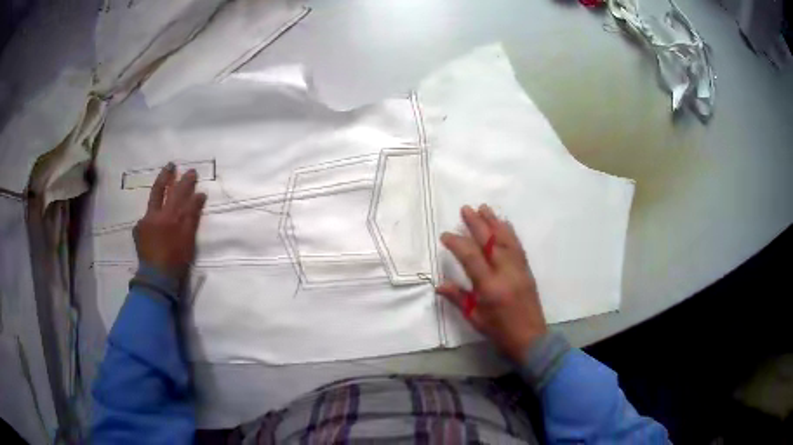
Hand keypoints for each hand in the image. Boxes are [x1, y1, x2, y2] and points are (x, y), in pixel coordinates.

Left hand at [133, 163, 206, 279]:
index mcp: (168, 215)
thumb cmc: (176, 260)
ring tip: (162, 186)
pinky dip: (152, 216)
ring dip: (158, 193)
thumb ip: (192, 215)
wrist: (156, 278)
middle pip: (159, 190)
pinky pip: (146, 218)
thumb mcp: (188, 238)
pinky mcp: (138, 231)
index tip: (193, 172)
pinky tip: (154, 222)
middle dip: (166, 175)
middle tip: (172, 165)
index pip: (179, 193)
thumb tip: (199, 195)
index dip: (187, 182)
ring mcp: (144, 222)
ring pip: (151, 202)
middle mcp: (154, 214)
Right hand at [437, 204, 546, 362]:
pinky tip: (505, 224)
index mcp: (489, 287)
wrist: (530, 338)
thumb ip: (458, 299)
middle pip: (490, 242)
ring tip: (484, 207)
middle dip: (477, 224)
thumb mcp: (475, 318)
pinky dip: (510, 233)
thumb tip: (439, 285)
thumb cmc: (499, 331)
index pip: (471, 257)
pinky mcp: (527, 270)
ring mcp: (518, 269)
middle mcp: (505, 273)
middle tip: (466, 209)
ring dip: (494, 222)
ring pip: (506, 240)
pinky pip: (518, 247)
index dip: (457, 243)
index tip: (446, 235)